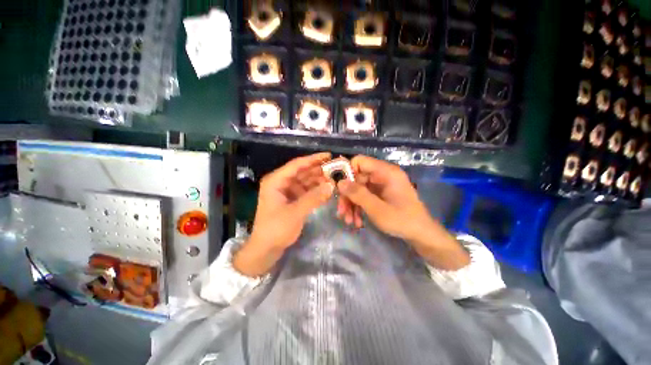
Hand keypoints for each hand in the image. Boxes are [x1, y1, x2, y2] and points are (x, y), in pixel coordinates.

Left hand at [234, 153, 334, 276]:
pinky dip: (314, 190)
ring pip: (304, 181)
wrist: (265, 249)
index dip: (313, 159)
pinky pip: (304, 190)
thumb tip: (332, 185)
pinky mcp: (290, 199)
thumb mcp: (296, 213)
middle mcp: (280, 182)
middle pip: (301, 172)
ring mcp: (285, 191)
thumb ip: (314, 198)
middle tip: (335, 170)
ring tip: (333, 180)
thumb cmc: (276, 230)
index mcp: (276, 181)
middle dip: (318, 171)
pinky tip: (325, 190)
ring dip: (317, 180)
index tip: (329, 155)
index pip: (297, 165)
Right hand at [337, 155, 469, 269]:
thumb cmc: (402, 220)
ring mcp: (381, 185)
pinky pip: (364, 196)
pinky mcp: (380, 194)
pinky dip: (358, 207)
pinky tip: (356, 221)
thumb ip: (358, 194)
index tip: (339, 188)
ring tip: (348, 221)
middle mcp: (382, 175)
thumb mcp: (377, 208)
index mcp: (385, 172)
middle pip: (356, 178)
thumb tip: (339, 182)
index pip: (360, 161)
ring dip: (351, 204)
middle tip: (341, 212)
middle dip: (347, 196)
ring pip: (358, 189)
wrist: (420, 235)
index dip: (347, 172)